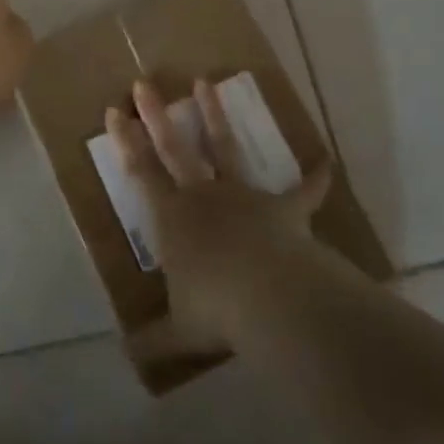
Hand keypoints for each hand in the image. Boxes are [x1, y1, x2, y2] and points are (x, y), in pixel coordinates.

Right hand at [107, 78, 333, 353]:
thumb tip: (126, 361)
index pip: (141, 172)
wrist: (271, 298)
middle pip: (174, 148)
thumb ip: (153, 342)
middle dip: (156, 115)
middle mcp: (203, 197)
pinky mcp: (284, 209)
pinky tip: (328, 161)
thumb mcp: (178, 332)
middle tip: (144, 83)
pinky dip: (316, 177)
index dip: (126, 141)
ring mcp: (245, 197)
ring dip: (215, 115)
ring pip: (225, 148)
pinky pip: (304, 191)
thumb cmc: (216, 310)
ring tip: (206, 82)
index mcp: (172, 218)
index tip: (114, 110)